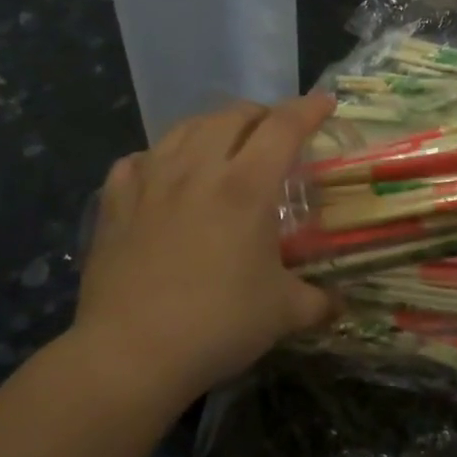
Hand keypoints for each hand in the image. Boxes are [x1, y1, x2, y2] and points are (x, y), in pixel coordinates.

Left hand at [73, 95, 336, 406]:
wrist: (130, 354)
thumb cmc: (217, 326)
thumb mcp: (282, 313)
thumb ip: (318, 302)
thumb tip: (340, 304)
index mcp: (245, 187)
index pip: (283, 127)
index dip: (309, 108)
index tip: (326, 103)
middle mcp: (198, 170)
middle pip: (233, 115)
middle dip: (261, 114)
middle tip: (275, 133)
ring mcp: (151, 182)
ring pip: (184, 128)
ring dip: (212, 126)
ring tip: (223, 144)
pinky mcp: (115, 203)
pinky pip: (138, 160)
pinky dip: (158, 158)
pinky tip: (162, 174)